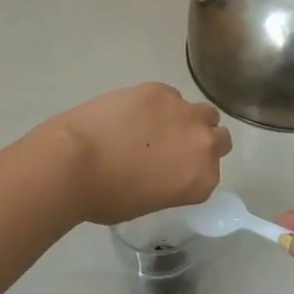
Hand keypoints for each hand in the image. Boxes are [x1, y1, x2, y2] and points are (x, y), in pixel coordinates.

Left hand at [44, 83, 231, 225]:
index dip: (193, 169)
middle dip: (201, 141)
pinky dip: (158, 103)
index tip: (175, 170)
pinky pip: (171, 95)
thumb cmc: (105, 197)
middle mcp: (203, 144)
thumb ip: (170, 184)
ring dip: (187, 118)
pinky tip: (134, 111)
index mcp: (202, 180)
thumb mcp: (147, 203)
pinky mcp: (160, 90)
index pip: (212, 171)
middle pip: (219, 137)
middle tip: (173, 146)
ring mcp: (183, 112)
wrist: (74, 162)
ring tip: (157, 124)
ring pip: (202, 111)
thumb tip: (163, 170)